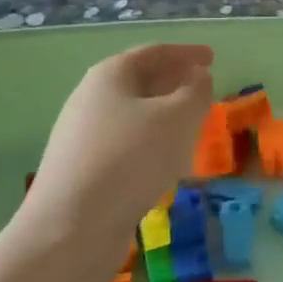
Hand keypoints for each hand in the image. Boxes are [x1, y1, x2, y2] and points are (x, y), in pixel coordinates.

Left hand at [21, 44, 213, 247]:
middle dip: (173, 82)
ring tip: (192, 124)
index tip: (212, 57)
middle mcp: (90, 99)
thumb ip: (196, 91)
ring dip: (164, 114)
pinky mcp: (83, 170)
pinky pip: (125, 143)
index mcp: (110, 76)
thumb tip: (198, 77)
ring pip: (133, 114)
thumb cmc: (130, 159)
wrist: (70, 229)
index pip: (154, 53)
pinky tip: (168, 161)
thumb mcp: (177, 118)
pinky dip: (151, 141)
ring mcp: (83, 137)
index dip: (186, 53)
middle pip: (139, 81)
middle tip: (203, 88)